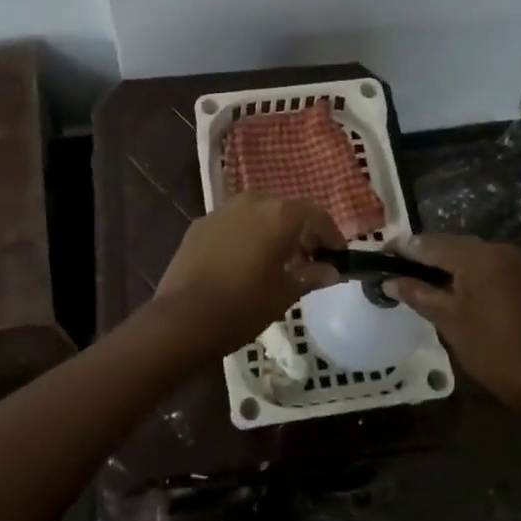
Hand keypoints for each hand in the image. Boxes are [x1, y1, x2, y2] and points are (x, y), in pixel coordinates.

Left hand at [155, 195, 343, 355]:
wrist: (183, 318)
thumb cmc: (243, 305)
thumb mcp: (285, 293)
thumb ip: (311, 275)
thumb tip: (331, 270)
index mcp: (279, 215)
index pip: (315, 214)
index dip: (330, 234)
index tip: (337, 255)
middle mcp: (252, 202)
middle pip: (286, 209)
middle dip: (301, 231)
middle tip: (309, 258)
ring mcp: (222, 210)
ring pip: (257, 213)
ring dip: (272, 230)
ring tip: (277, 260)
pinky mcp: (200, 224)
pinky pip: (233, 223)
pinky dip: (246, 235)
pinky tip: (243, 261)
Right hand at [390, 234, 520, 415]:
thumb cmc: (491, 349)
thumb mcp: (448, 320)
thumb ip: (417, 293)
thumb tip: (388, 281)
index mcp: (478, 256)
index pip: (431, 244)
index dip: (403, 249)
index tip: (381, 253)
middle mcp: (497, 249)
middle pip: (450, 245)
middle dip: (423, 254)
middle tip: (396, 266)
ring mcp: (514, 262)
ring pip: (468, 254)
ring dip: (444, 262)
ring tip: (418, 276)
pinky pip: (485, 265)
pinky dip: (465, 271)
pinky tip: (450, 285)